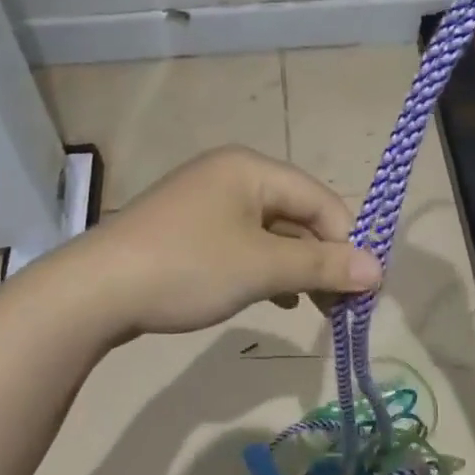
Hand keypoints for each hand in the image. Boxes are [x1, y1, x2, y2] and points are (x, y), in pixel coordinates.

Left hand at [61, 146, 381, 336]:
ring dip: (295, 266)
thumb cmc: (188, 267)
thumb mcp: (262, 267)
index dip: (346, 243)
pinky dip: (264, 268)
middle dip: (321, 257)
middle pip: (296, 212)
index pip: (320, 199)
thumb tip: (379, 269)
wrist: (96, 290)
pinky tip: (275, 299)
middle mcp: (231, 174)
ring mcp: (206, 201)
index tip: (363, 291)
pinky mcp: (189, 229)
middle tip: (340, 305)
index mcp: (251, 168)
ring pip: (270, 231)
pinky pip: (242, 243)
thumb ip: (321, 265)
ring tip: (314, 306)